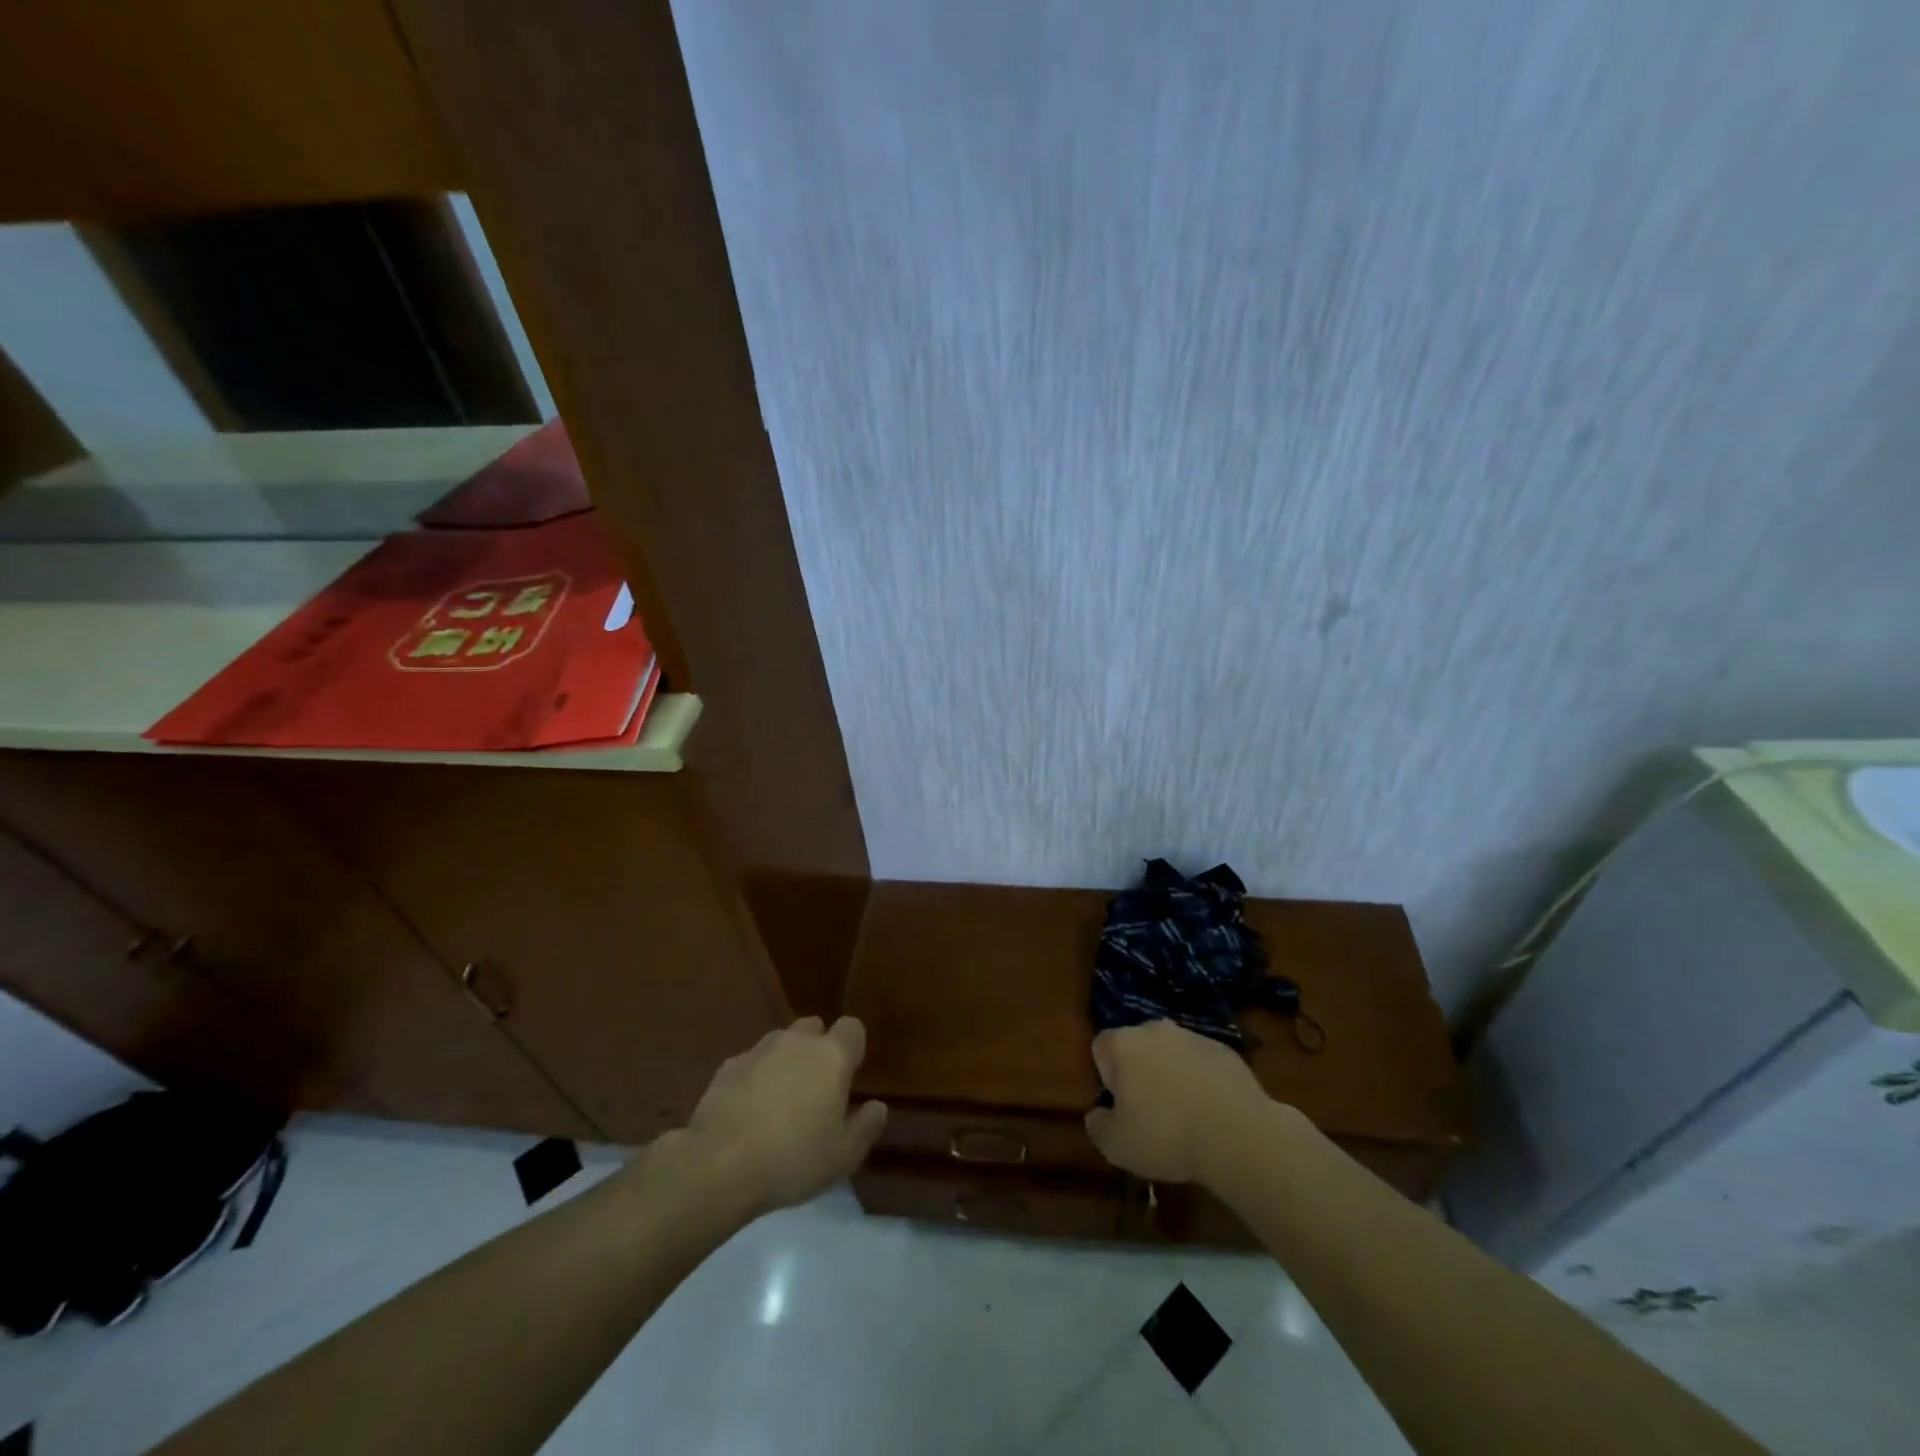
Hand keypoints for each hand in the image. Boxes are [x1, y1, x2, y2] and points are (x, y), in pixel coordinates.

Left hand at [686, 1016, 887, 1214]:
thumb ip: (867, 1126)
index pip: (852, 1028)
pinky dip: (755, 1076)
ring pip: (781, 1042)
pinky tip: (749, 1109)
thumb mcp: (844, 1155)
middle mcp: (797, 1042)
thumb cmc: (793, 1158)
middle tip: (816, 1088)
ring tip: (780, 1099)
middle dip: (818, 1048)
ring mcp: (759, 1050)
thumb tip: (877, 1106)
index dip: (853, 1047)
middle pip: (814, 1027)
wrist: (720, 1164)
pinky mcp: (728, 1066)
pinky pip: (751, 1062)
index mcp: (831, 1056)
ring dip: (785, 1060)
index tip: (850, 1075)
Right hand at [1084, 1020, 1268, 1183]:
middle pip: (1137, 1047)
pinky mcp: (1224, 1050)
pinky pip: (1201, 1063)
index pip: (1101, 1048)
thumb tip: (1097, 1115)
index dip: (1106, 1077)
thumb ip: (1097, 1125)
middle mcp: (1155, 1029)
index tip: (1121, 1107)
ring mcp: (1192, 1036)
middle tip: (1150, 1112)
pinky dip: (1201, 1081)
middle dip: (1139, 1073)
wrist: (1237, 1134)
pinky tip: (1211, 1112)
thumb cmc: (1166, 1135)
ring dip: (1171, 1075)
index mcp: (1123, 1043)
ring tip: (1184, 1116)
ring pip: (1171, 1053)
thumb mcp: (1116, 1145)